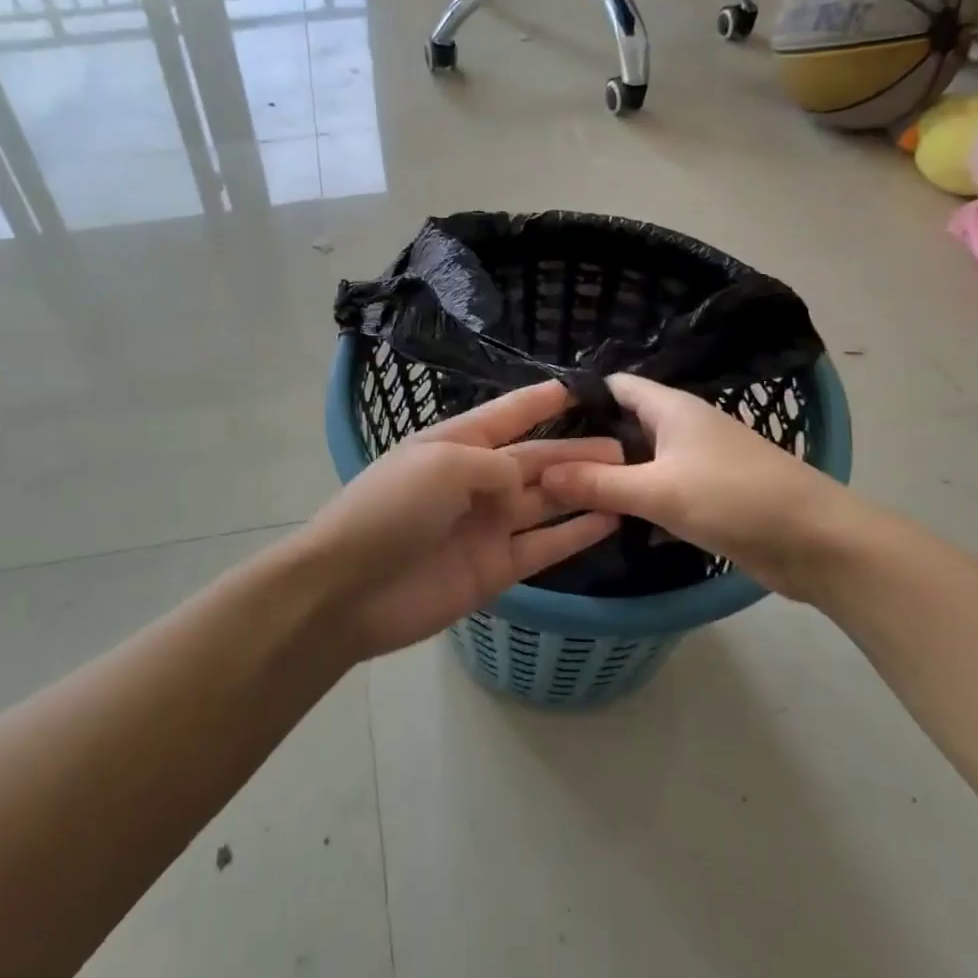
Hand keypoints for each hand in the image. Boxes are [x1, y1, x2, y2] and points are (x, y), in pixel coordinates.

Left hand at [296, 382, 622, 658]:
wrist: (349, 589)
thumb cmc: (391, 509)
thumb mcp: (443, 465)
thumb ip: (494, 465)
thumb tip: (523, 480)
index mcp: (455, 444)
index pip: (507, 415)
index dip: (541, 401)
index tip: (581, 388)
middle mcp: (475, 480)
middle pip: (535, 459)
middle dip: (575, 449)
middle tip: (625, 443)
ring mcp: (487, 526)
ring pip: (545, 501)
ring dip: (583, 488)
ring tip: (628, 475)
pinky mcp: (496, 568)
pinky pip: (544, 545)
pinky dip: (575, 533)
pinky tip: (610, 518)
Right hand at [539, 374, 861, 601]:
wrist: (819, 543)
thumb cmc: (735, 499)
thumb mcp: (659, 490)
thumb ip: (598, 483)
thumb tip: (540, 472)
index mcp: (672, 408)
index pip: (615, 386)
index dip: (579, 398)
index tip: (539, 422)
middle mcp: (683, 427)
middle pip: (625, 424)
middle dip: (588, 443)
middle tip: (542, 466)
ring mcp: (699, 462)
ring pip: (642, 461)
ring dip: (612, 476)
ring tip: (564, 494)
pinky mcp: (710, 496)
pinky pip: (662, 490)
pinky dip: (638, 501)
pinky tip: (608, 522)